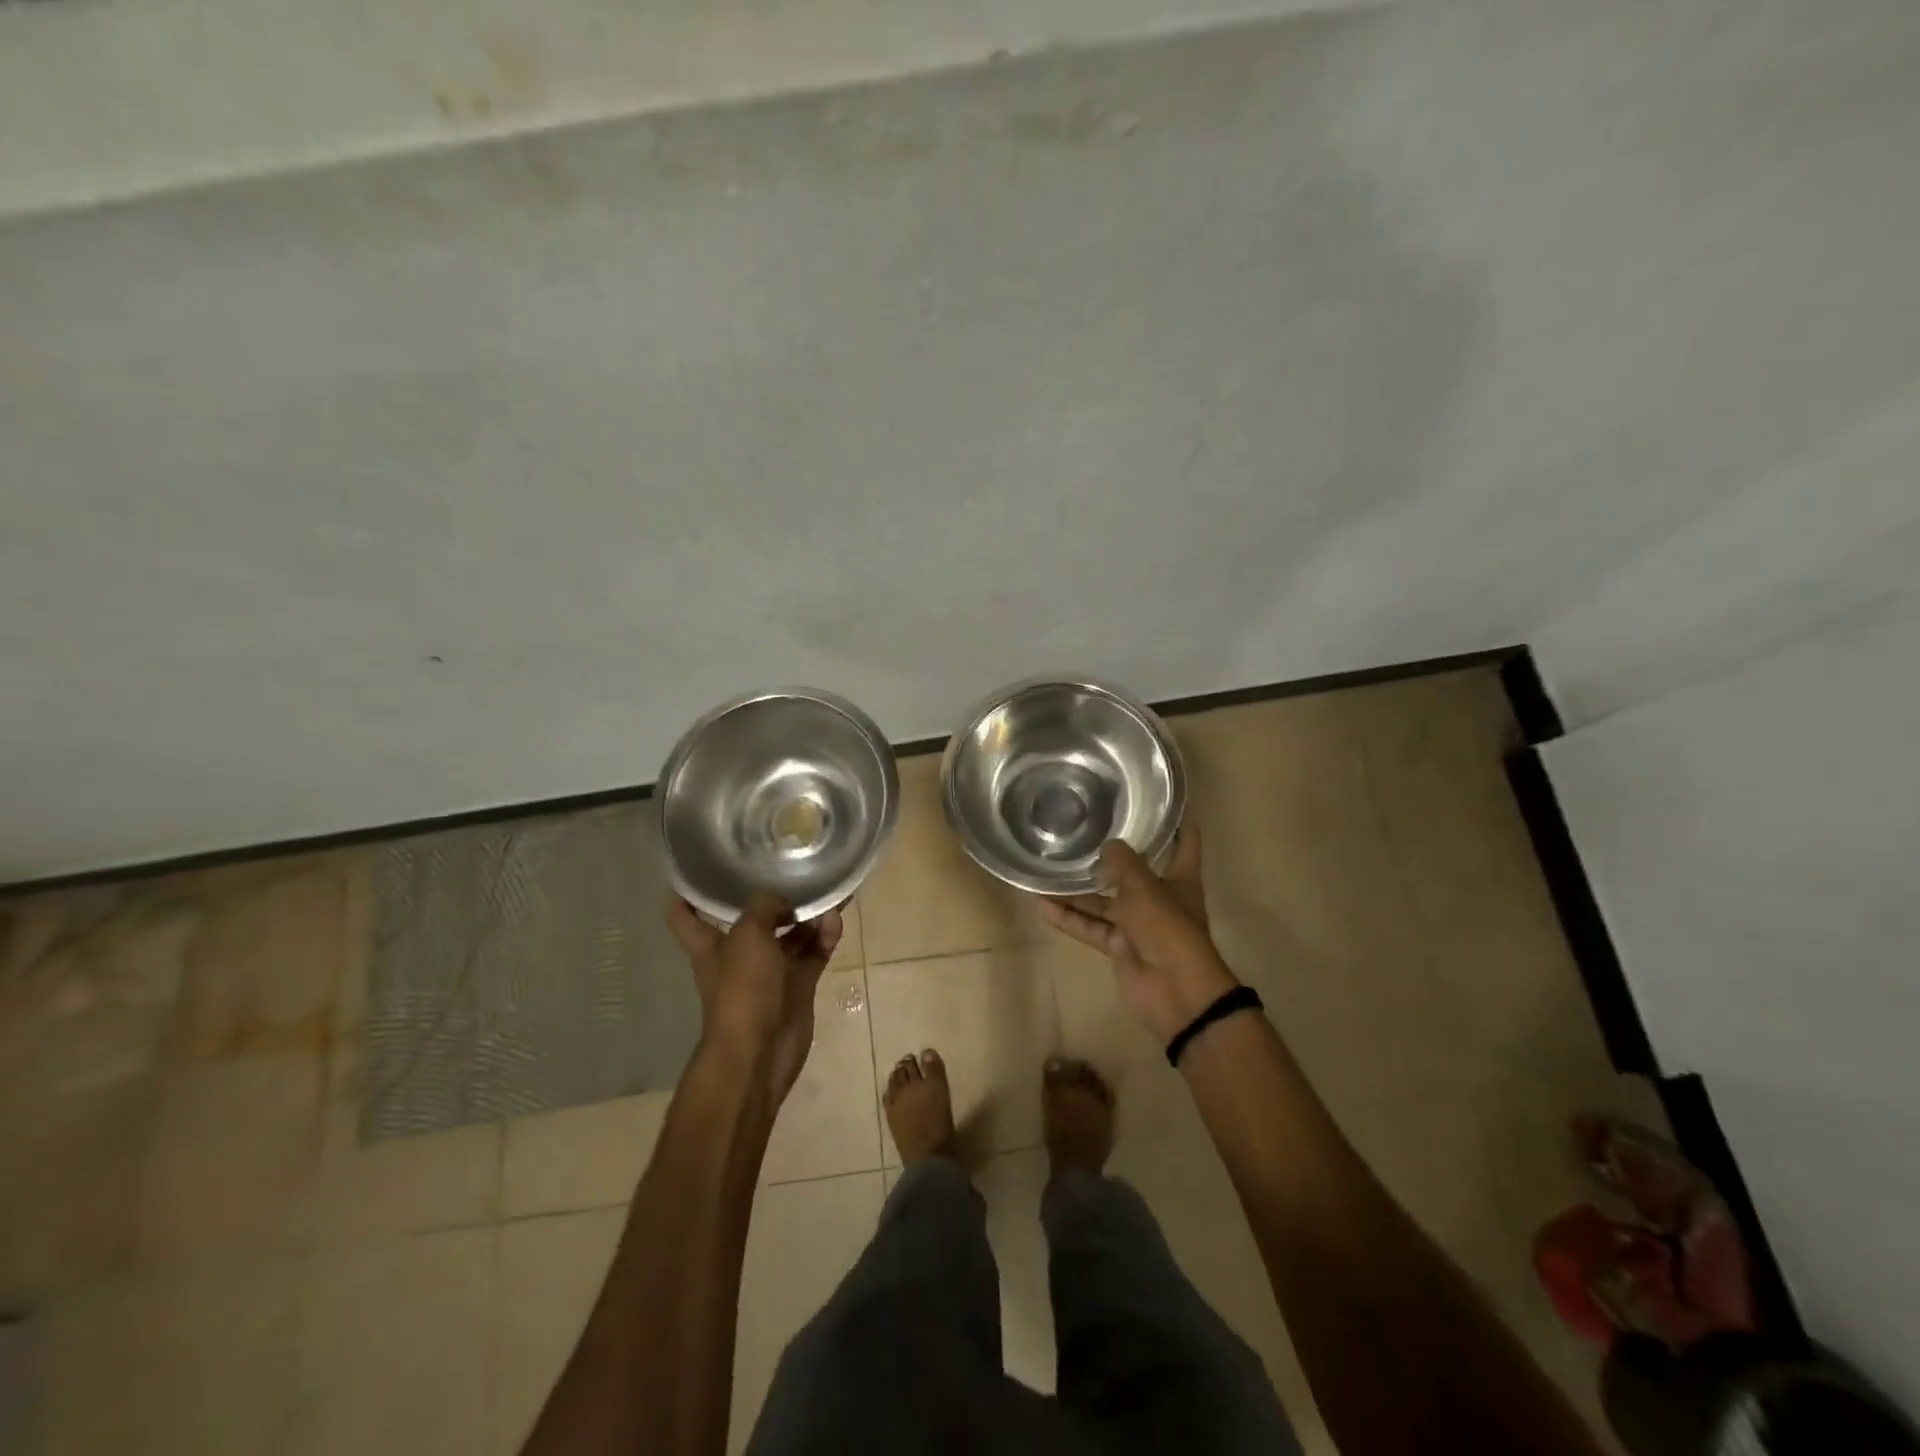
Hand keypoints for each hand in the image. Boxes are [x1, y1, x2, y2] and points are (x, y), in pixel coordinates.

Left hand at [669, 893, 842, 1106]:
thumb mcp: (748, 934)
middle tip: (792, 872)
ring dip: (806, 917)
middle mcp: (738, 956)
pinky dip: (824, 937)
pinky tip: (835, 921)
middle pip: (752, 921)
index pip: (685, 916)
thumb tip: (782, 902)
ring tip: (826, 897)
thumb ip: (764, 906)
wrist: (761, 1051)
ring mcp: (769, 972)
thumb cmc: (742, 988)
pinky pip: (813, 953)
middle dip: (770, 900)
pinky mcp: (797, 986)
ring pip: (789, 935)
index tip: (696, 871)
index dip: (686, 894)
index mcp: (710, 944)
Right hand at [1035, 828, 1239, 1043]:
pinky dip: (1070, 919)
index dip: (1175, 824)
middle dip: (1109, 858)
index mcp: (1179, 880)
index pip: (1183, 845)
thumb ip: (1124, 863)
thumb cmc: (1168, 928)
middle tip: (1079, 833)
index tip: (1158, 804)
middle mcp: (1159, 898)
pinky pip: (1091, 928)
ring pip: (1103, 902)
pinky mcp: (1119, 947)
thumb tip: (1108, 843)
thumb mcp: (1145, 888)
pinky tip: (1042, 906)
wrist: (1176, 992)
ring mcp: (1138, 924)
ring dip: (1077, 892)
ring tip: (1046, 872)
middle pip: (1132, 874)